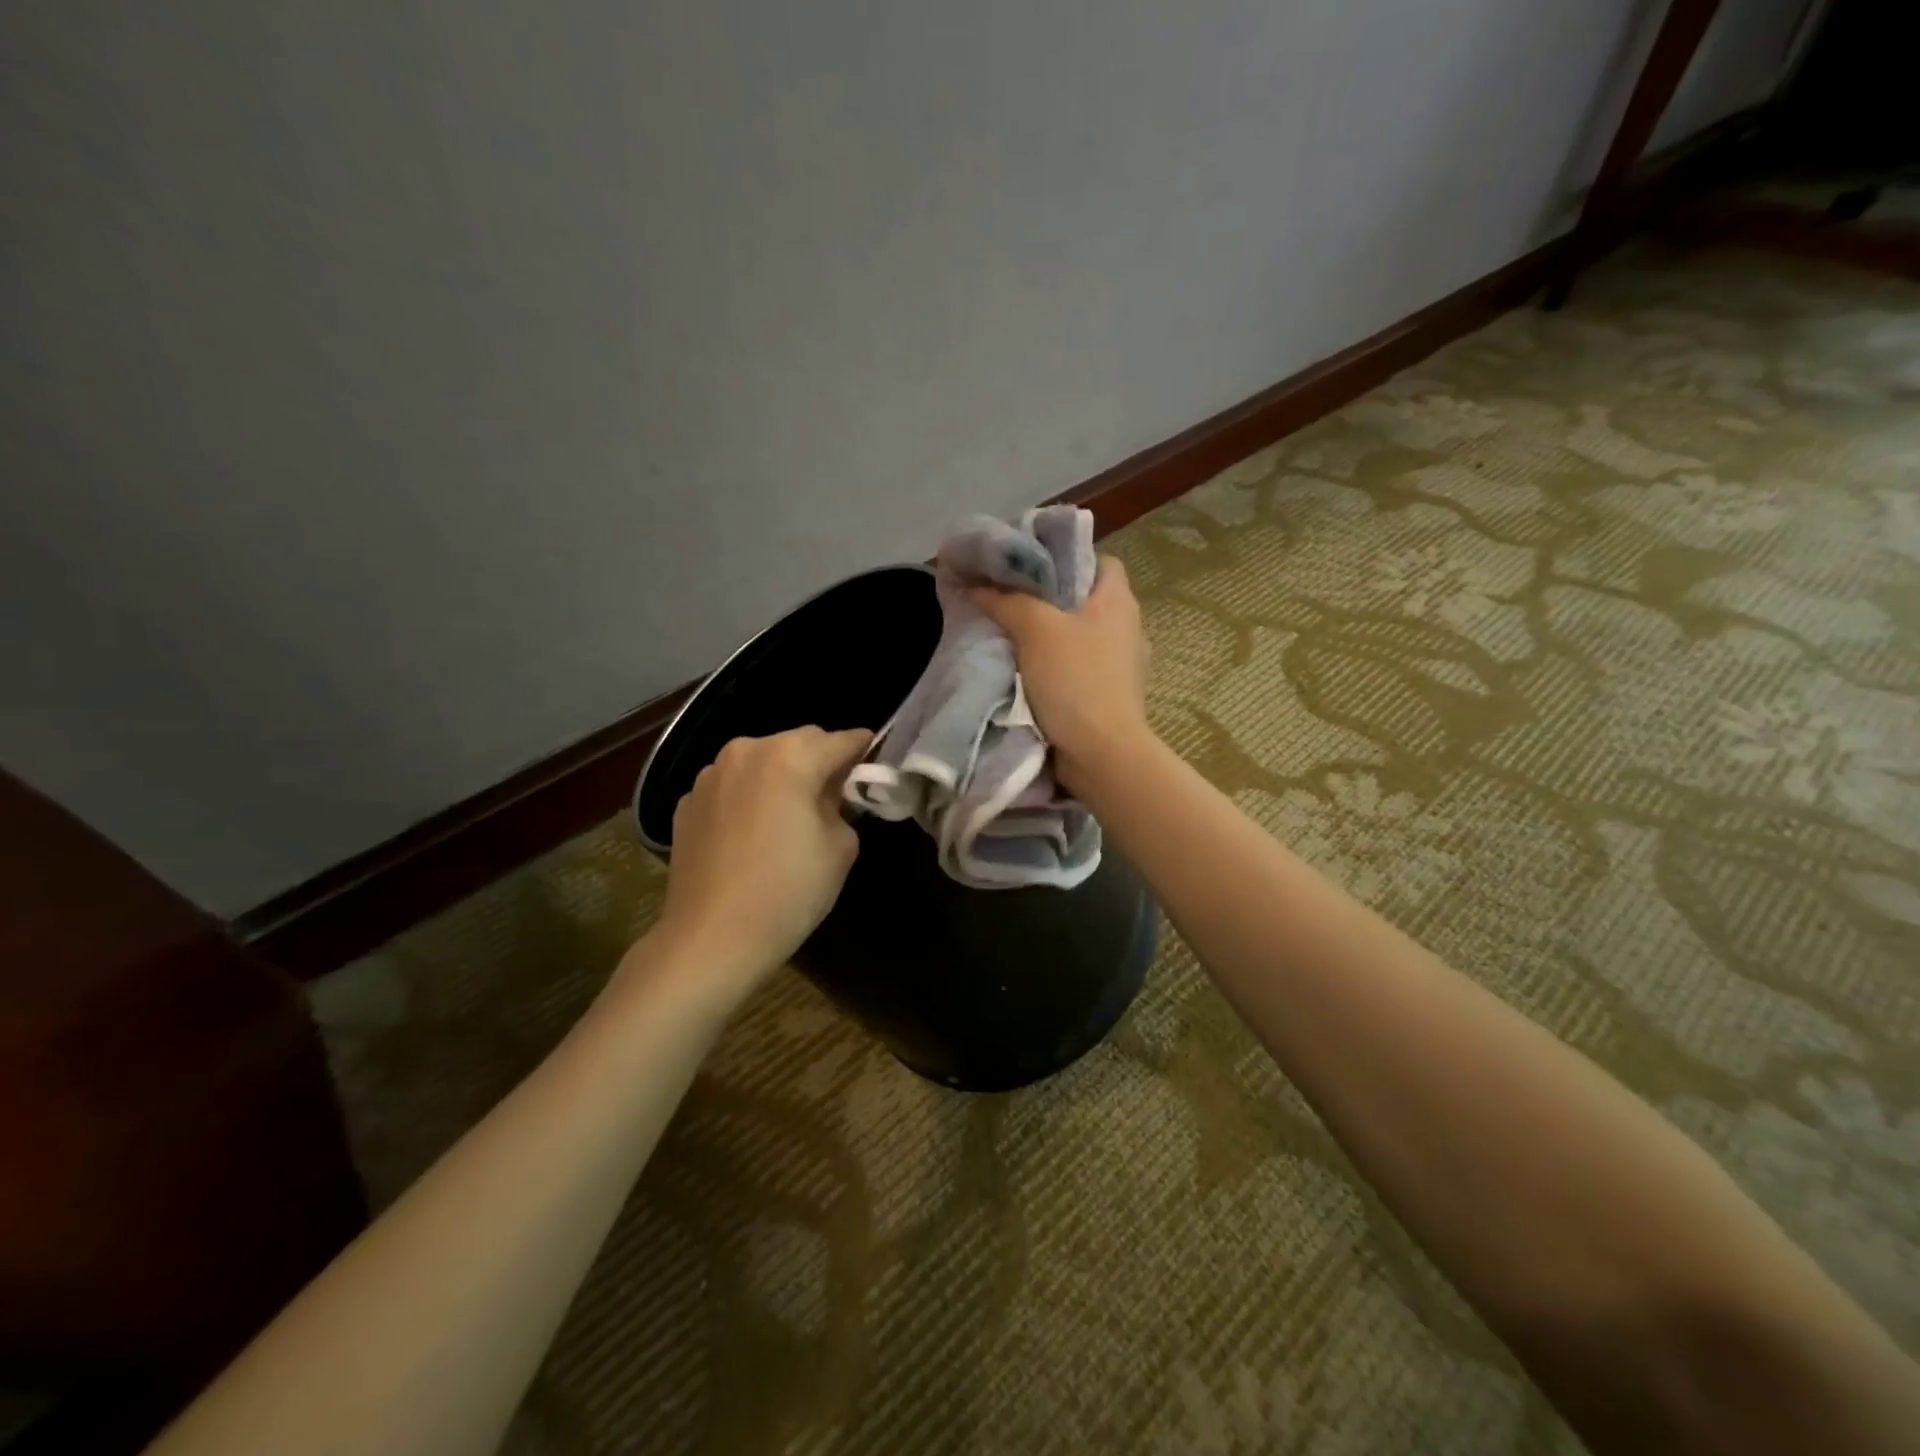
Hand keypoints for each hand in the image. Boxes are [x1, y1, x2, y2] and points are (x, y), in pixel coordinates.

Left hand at [651, 726, 871, 996]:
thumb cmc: (788, 892)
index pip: (841, 740)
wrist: (711, 939)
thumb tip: (830, 796)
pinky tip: (752, 834)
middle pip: (798, 743)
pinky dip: (749, 797)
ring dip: (781, 776)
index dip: (863, 750)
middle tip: (834, 797)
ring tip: (789, 816)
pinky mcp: (687, 803)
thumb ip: (842, 806)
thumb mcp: (841, 847)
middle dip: (820, 761)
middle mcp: (746, 751)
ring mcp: (710, 776)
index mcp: (789, 756)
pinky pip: (732, 786)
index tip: (874, 764)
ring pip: (761, 761)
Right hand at [971, 554, 1151, 794]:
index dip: (1066, 558)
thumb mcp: (1035, 629)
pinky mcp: (1110, 695)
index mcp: (1119, 601)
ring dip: (1050, 636)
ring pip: (1080, 636)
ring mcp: (1123, 665)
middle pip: (1085, 599)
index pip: (1099, 560)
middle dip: (1049, 599)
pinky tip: (1027, 671)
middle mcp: (1128, 627)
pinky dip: (1055, 667)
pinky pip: (1079, 669)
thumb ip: (1005, 601)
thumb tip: (975, 585)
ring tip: (1011, 635)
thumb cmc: (1076, 680)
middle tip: (1009, 599)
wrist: (1101, 753)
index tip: (1030, 567)